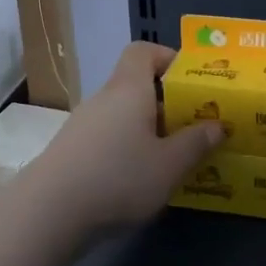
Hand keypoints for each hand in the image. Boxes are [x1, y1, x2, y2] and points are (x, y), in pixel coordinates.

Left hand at [24, 42, 223, 232]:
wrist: (48, 213)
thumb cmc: (118, 178)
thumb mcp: (170, 165)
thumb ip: (196, 143)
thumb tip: (217, 125)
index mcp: (129, 90)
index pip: (144, 52)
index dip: (169, 59)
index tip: (192, 83)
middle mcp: (103, 99)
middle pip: (136, 87)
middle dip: (168, 104)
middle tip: (194, 128)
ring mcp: (82, 126)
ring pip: (123, 116)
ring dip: (148, 131)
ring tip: (173, 159)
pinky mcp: (71, 152)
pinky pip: (108, 139)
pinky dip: (127, 150)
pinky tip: (140, 180)